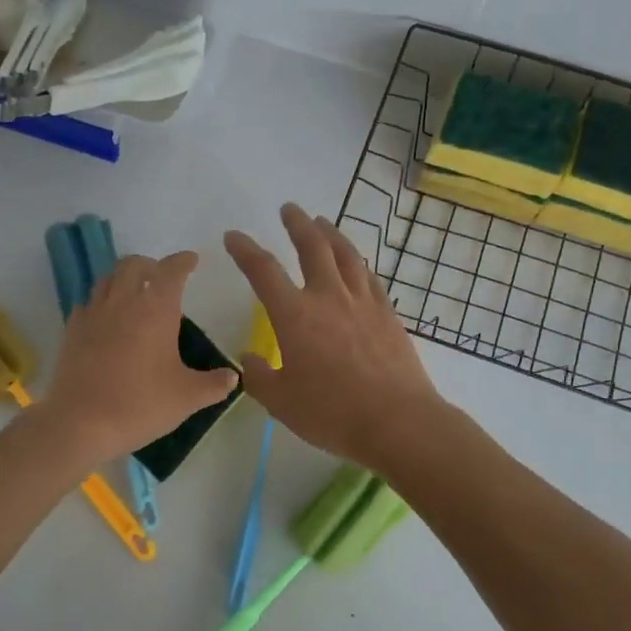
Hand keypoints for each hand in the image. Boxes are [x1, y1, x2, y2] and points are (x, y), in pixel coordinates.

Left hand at [37, 251, 238, 464]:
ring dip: (124, 278)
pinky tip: (107, 320)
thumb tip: (233, 376)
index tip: (191, 260)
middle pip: (134, 265)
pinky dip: (102, 302)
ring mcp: (93, 313)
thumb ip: (214, 384)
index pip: (171, 270)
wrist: (81, 423)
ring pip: (108, 279)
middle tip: (161, 277)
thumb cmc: (140, 404)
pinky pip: (88, 303)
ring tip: (134, 294)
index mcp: (156, 309)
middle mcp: (123, 301)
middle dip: (151, 265)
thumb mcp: (187, 397)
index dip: (183, 262)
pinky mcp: (71, 330)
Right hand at [224, 204, 445, 469]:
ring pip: (345, 254)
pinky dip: (357, 262)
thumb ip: (259, 377)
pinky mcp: (387, 314)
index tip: (233, 236)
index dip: (245, 250)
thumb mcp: (281, 402)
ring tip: (321, 222)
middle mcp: (328, 297)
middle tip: (289, 209)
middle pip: (312, 247)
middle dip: (297, 224)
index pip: (263, 271)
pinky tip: (355, 262)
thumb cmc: (332, 413)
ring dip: (330, 234)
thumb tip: (249, 358)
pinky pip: (368, 276)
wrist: (397, 421)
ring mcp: (362, 302)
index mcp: (295, 315)